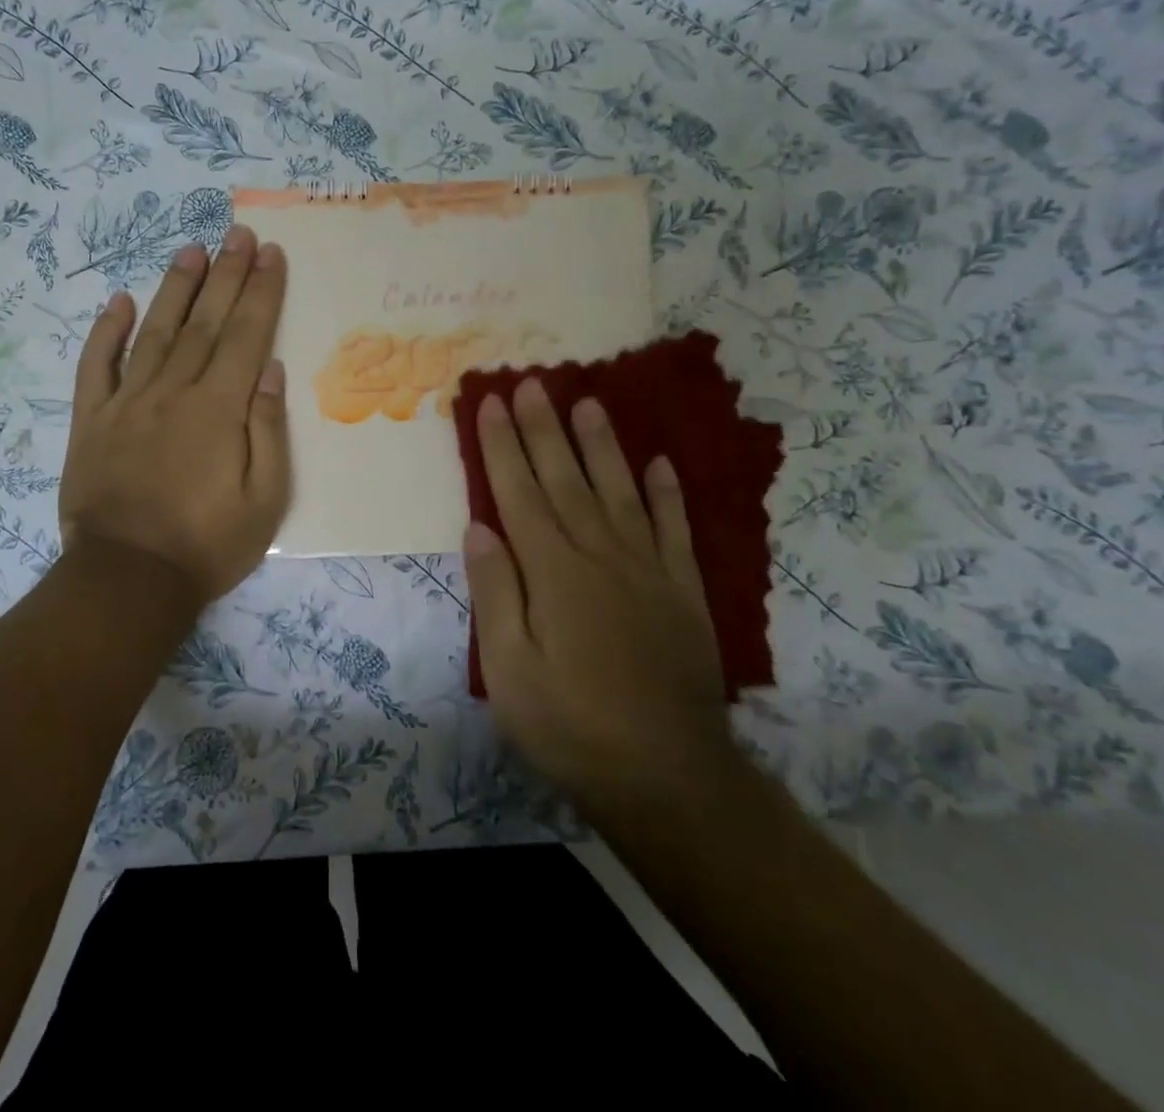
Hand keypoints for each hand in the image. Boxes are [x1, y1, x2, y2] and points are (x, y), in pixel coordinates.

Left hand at [60, 224, 290, 605]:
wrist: (127, 579)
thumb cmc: (207, 545)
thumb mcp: (265, 500)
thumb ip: (268, 430)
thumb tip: (270, 369)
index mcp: (219, 409)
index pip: (245, 335)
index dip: (260, 291)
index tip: (270, 253)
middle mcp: (173, 392)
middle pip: (204, 322)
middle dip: (225, 274)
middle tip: (237, 233)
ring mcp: (126, 402)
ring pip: (154, 331)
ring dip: (174, 287)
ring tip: (190, 249)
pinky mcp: (91, 421)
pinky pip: (97, 366)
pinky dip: (106, 332)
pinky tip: (119, 302)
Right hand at [463, 379, 733, 809]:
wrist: (668, 779)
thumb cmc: (571, 727)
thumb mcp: (510, 671)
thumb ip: (496, 594)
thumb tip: (479, 528)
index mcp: (553, 574)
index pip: (520, 494)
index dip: (502, 447)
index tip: (490, 404)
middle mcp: (601, 557)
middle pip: (566, 480)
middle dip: (544, 429)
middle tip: (532, 383)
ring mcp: (648, 571)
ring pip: (620, 492)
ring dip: (601, 445)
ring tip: (587, 402)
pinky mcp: (684, 593)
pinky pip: (674, 531)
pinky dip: (667, 494)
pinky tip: (659, 463)